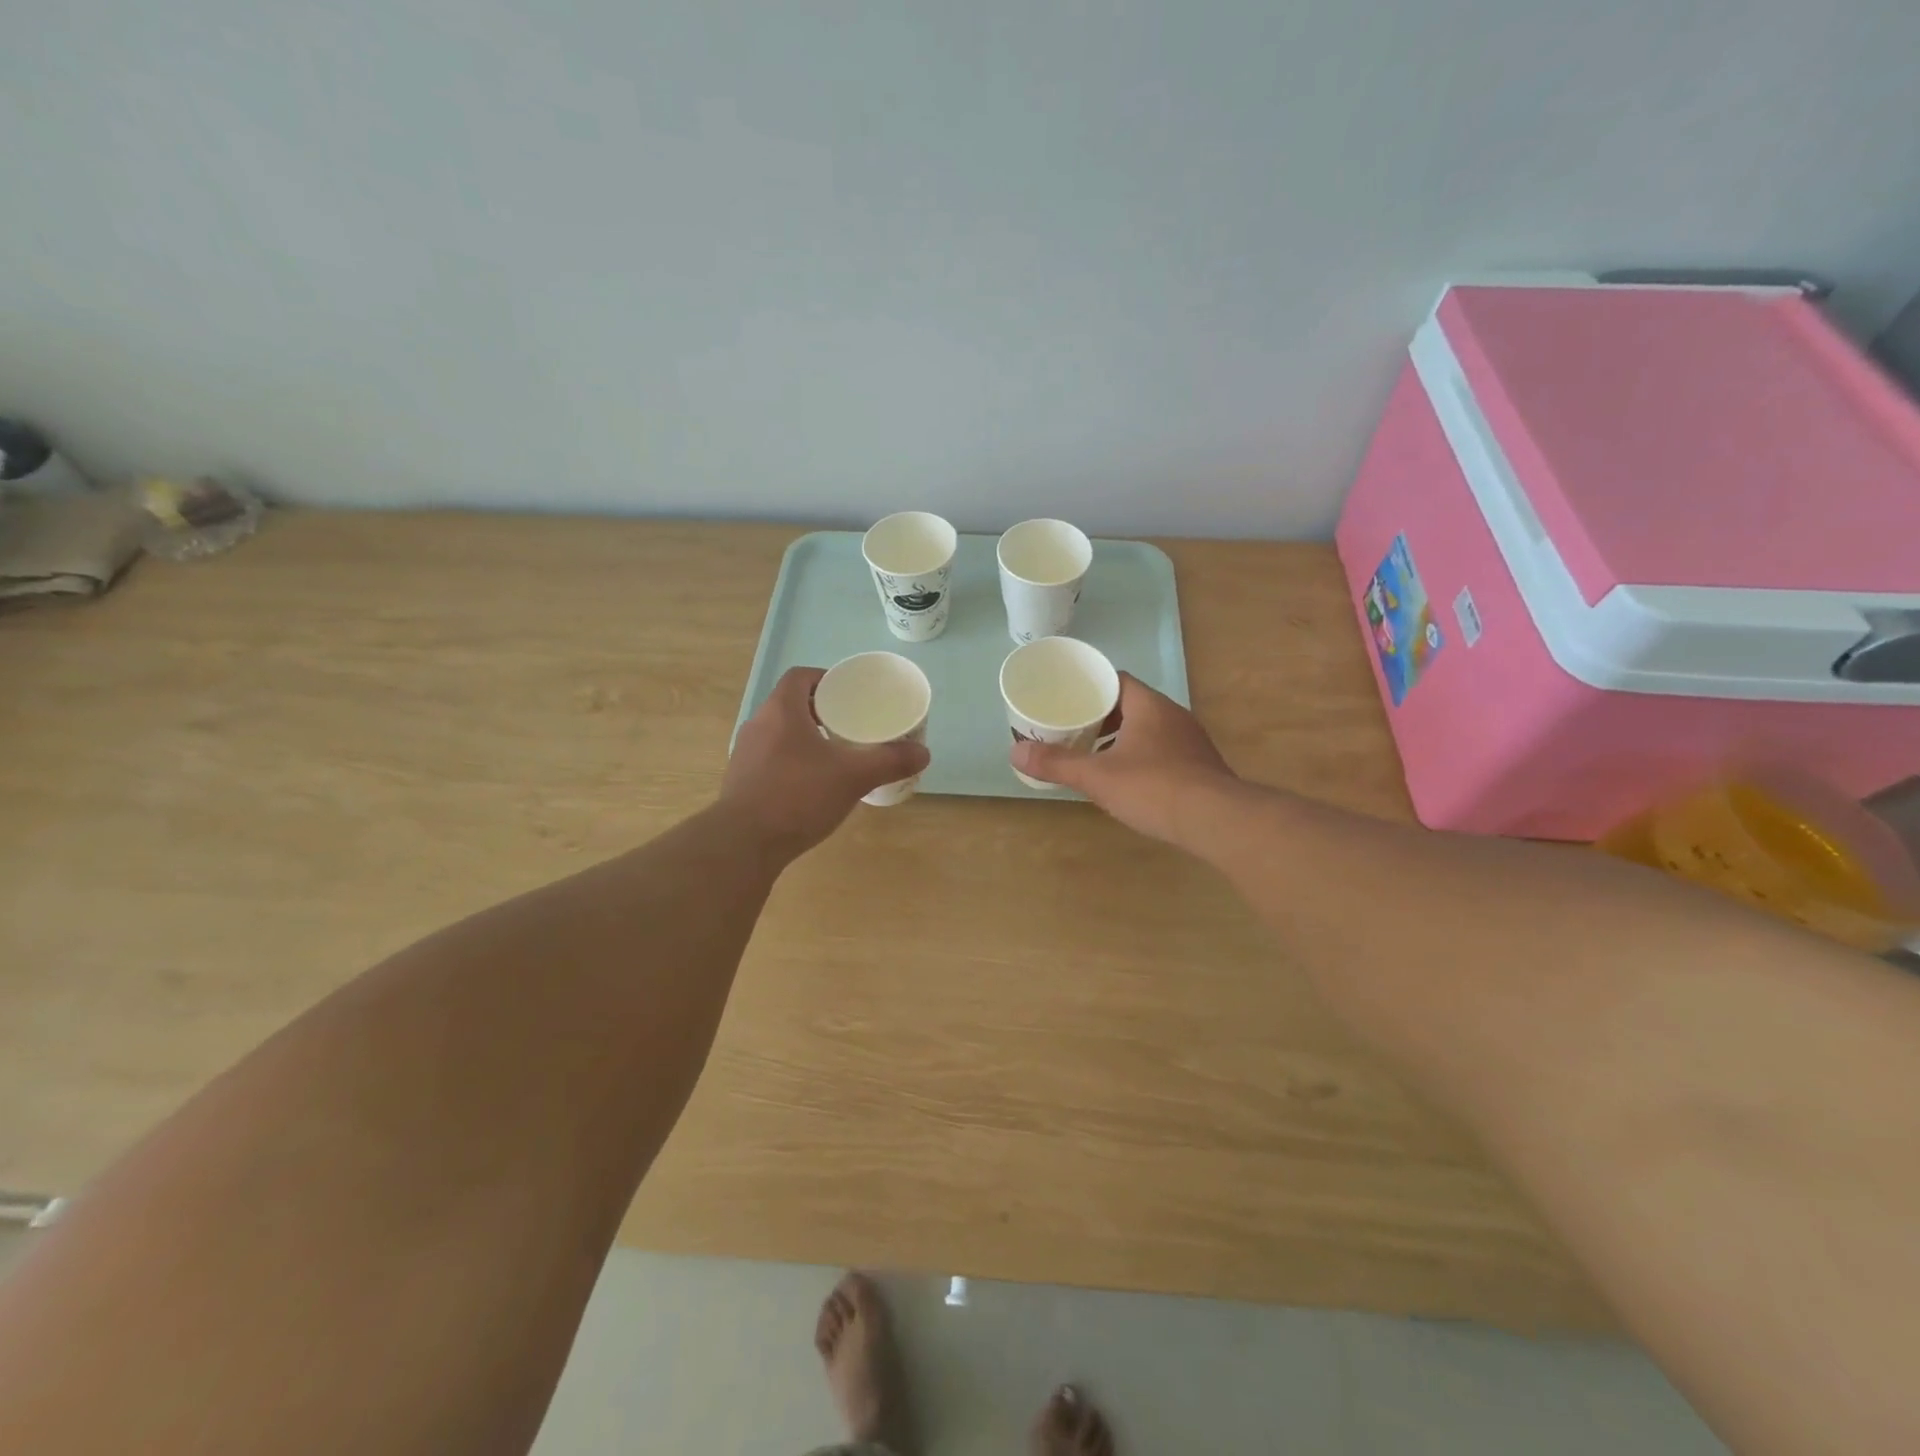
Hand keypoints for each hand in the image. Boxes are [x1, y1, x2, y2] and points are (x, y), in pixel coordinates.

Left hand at [722, 667, 930, 858]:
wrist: (744, 843)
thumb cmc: (798, 796)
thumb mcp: (853, 777)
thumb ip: (889, 762)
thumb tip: (923, 753)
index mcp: (781, 710)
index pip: (801, 676)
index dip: (825, 679)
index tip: (849, 695)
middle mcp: (758, 724)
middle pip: (790, 704)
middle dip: (820, 711)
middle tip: (850, 726)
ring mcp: (745, 753)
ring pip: (780, 733)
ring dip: (805, 738)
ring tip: (834, 755)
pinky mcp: (741, 781)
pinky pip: (770, 758)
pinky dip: (792, 762)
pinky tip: (812, 785)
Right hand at [1011, 673, 1235, 844]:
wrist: (1216, 821)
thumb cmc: (1153, 787)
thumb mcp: (1097, 776)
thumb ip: (1057, 763)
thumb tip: (1015, 752)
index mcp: (1148, 705)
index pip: (1117, 680)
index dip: (1090, 687)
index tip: (1068, 700)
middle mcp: (1173, 715)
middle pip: (1131, 705)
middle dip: (1102, 717)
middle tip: (1073, 730)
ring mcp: (1191, 741)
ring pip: (1148, 730)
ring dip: (1122, 739)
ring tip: (1095, 756)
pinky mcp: (1200, 766)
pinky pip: (1163, 751)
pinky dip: (1141, 758)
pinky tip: (1128, 781)